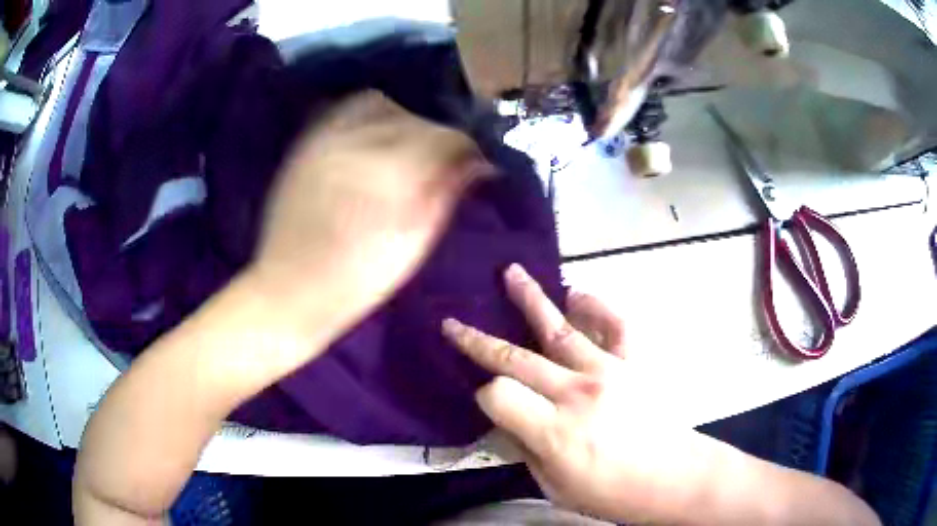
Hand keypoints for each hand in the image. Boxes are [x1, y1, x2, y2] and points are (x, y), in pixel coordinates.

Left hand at [250, 91, 488, 339]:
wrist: (290, 288)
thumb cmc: (358, 279)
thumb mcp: (413, 244)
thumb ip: (446, 194)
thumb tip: (479, 164)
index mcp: (391, 174)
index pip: (446, 138)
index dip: (467, 149)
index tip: (474, 164)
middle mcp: (359, 144)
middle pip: (416, 119)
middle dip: (438, 136)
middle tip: (442, 161)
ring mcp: (327, 139)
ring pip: (381, 104)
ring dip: (403, 119)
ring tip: (405, 147)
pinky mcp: (307, 143)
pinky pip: (346, 110)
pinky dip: (369, 117)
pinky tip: (373, 141)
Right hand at [441, 264, 715, 523]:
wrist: (674, 479)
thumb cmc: (612, 493)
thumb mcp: (555, 487)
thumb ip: (526, 450)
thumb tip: (507, 420)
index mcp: (554, 431)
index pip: (498, 395)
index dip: (484, 396)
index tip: (488, 402)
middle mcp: (577, 393)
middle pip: (516, 357)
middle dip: (477, 340)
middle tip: (454, 322)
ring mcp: (609, 371)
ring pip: (560, 328)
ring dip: (531, 299)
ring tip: (511, 273)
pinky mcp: (634, 363)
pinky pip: (616, 324)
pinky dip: (597, 305)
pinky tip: (578, 293)